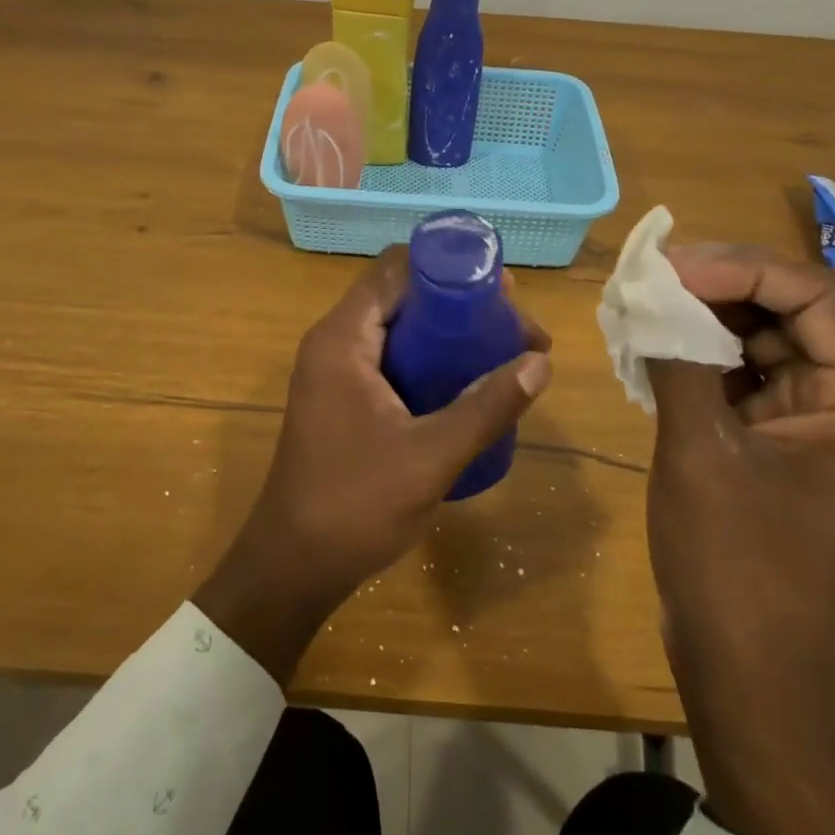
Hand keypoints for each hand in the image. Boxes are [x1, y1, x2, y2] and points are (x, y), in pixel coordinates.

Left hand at [196, 249, 551, 685]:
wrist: (294, 565)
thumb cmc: (355, 506)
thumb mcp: (431, 457)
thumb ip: (486, 407)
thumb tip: (540, 363)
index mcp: (343, 338)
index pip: (397, 269)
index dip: (452, 269)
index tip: (504, 294)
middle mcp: (335, 341)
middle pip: (402, 293)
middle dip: (461, 302)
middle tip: (515, 327)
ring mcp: (336, 369)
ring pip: (399, 325)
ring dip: (448, 331)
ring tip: (504, 350)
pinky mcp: (343, 395)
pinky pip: (392, 355)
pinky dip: (430, 357)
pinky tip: (468, 381)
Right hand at [646, 245, 834, 834]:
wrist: (754, 682)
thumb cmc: (737, 568)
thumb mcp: (701, 453)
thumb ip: (680, 360)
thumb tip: (648, 292)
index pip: (820, 297)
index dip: (744, 269)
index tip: (672, 266)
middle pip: (799, 315)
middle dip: (724, 289)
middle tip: (653, 279)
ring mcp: (827, 433)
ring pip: (773, 345)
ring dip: (711, 323)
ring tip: (648, 308)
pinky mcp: (792, 452)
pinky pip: (754, 383)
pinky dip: (708, 362)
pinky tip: (658, 355)